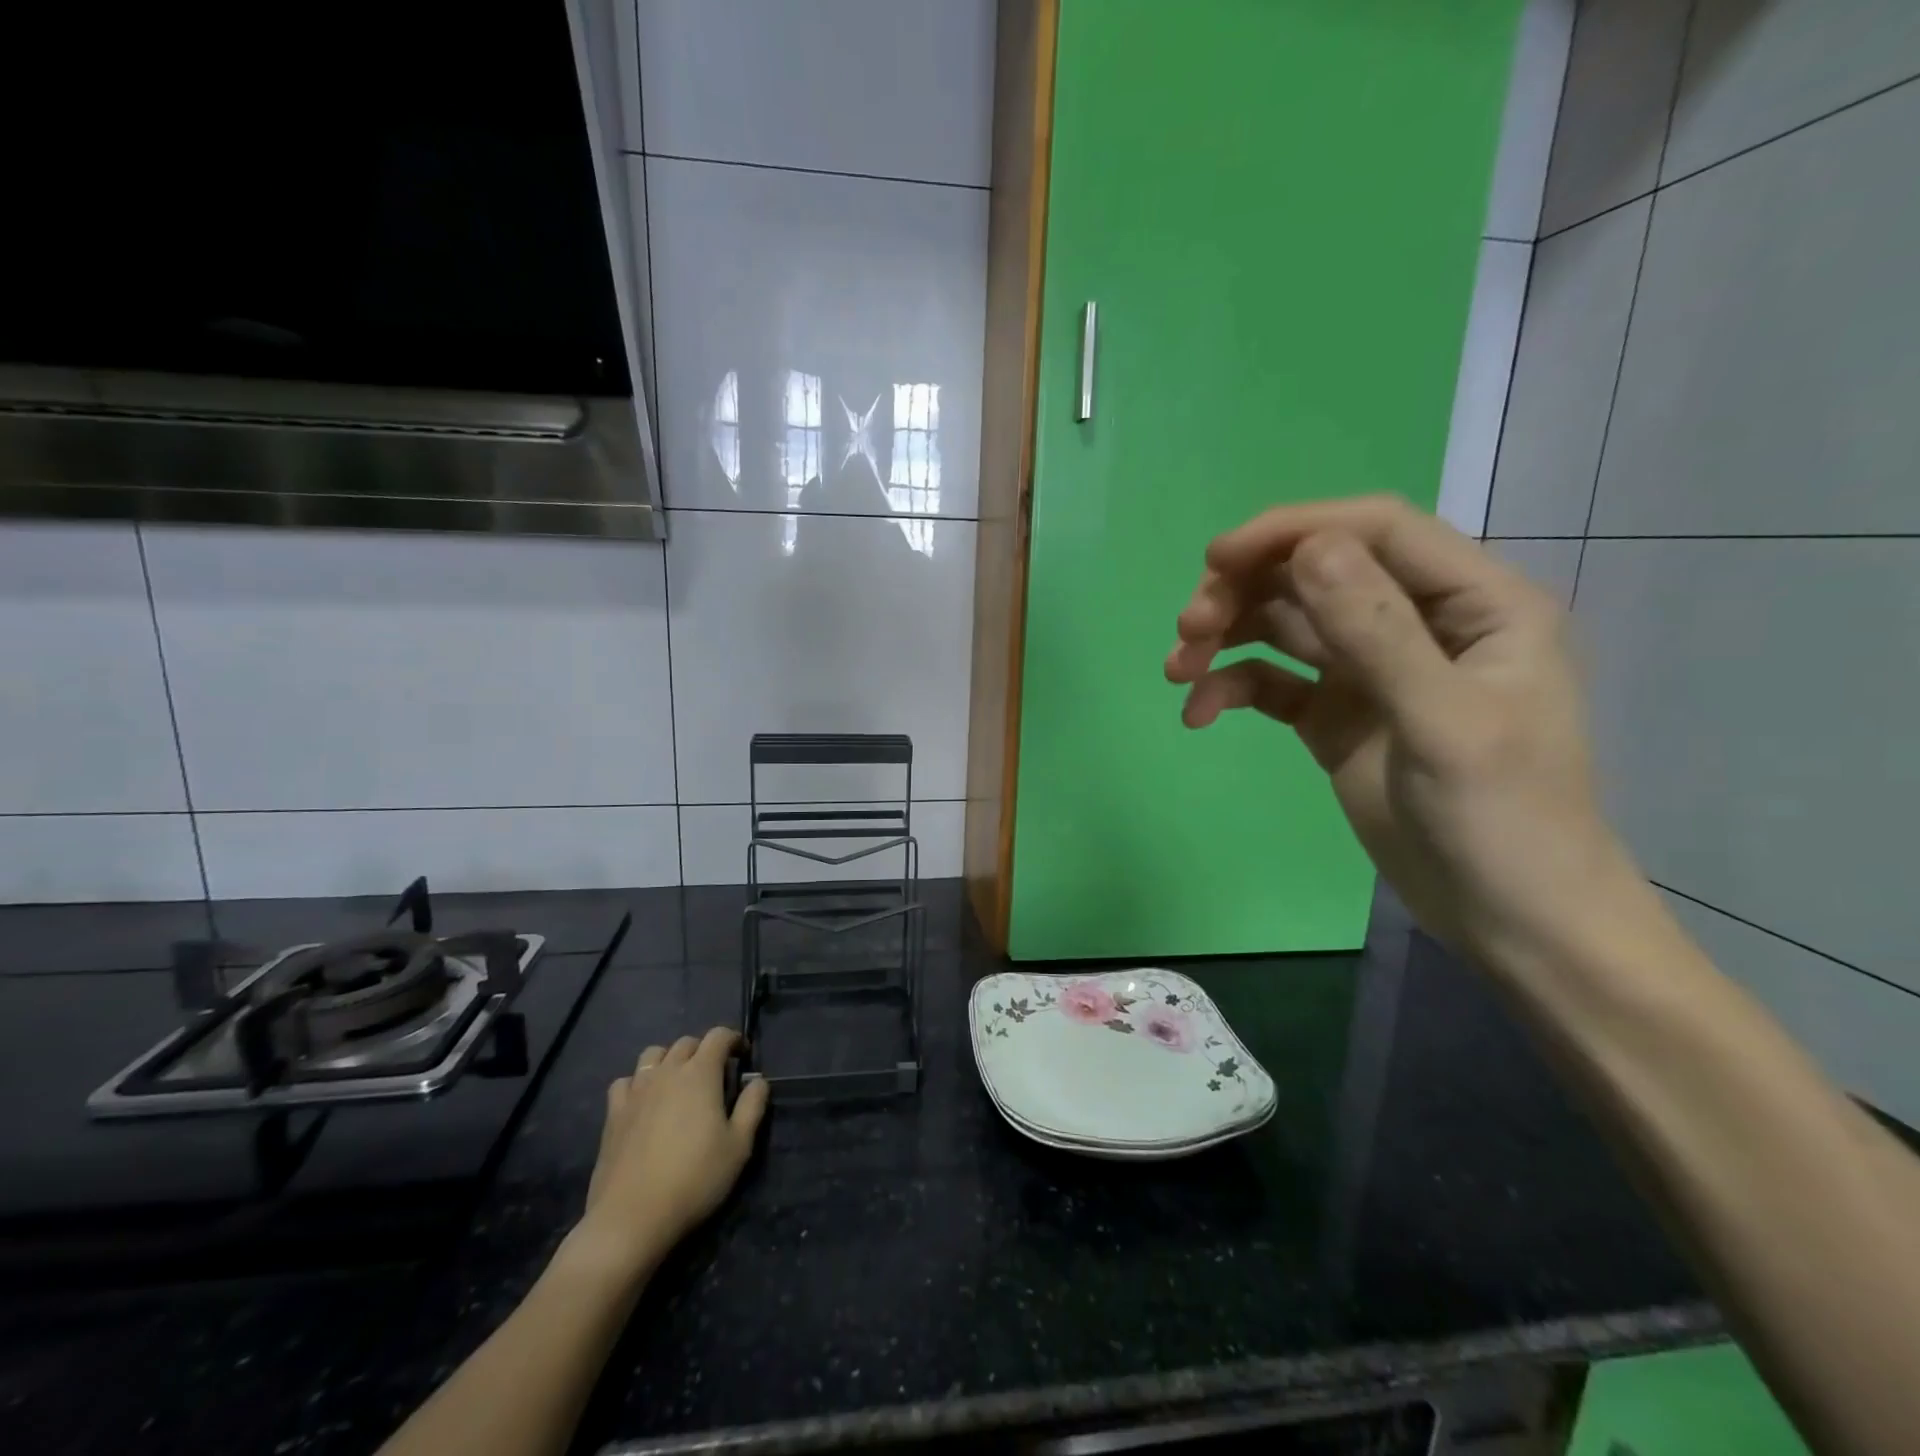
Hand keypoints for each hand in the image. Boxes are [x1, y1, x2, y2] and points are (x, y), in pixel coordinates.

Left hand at [571, 1028, 769, 1280]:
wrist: (631, 1217)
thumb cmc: (694, 1178)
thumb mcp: (739, 1146)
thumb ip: (752, 1106)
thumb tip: (758, 1081)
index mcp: (700, 1073)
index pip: (718, 1036)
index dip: (733, 1039)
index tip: (743, 1055)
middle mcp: (667, 1072)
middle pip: (686, 1043)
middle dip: (704, 1050)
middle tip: (714, 1075)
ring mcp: (636, 1090)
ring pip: (654, 1054)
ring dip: (670, 1059)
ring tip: (678, 1082)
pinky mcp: (613, 1113)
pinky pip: (625, 1081)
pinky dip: (638, 1082)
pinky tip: (644, 1101)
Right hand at [1165, 495, 1634, 965]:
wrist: (1508, 919)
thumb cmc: (1503, 820)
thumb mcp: (1443, 722)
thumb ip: (1377, 631)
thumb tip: (1309, 547)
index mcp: (1475, 603)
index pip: (1376, 530)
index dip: (1293, 530)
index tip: (1216, 559)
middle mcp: (1420, 622)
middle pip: (1316, 572)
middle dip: (1244, 591)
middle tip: (1188, 629)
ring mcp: (1372, 670)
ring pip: (1285, 624)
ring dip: (1226, 637)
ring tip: (1178, 671)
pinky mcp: (1336, 714)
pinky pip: (1273, 681)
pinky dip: (1232, 689)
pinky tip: (1200, 715)